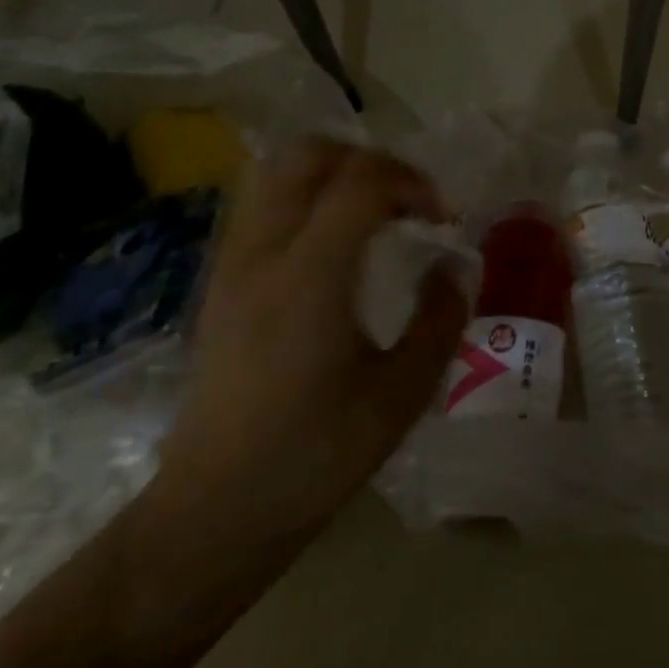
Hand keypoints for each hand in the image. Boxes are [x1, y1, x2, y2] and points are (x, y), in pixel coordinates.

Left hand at [158, 139, 467, 538]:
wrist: (215, 512)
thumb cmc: (315, 455)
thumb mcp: (402, 393)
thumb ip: (440, 319)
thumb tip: (454, 267)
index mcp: (310, 277)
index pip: (361, 182)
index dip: (413, 182)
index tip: (443, 219)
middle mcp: (264, 255)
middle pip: (309, 155)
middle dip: (371, 161)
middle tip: (408, 202)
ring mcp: (234, 265)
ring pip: (279, 173)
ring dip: (336, 175)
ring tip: (376, 216)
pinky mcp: (222, 284)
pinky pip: (264, 206)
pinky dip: (309, 200)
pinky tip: (338, 247)